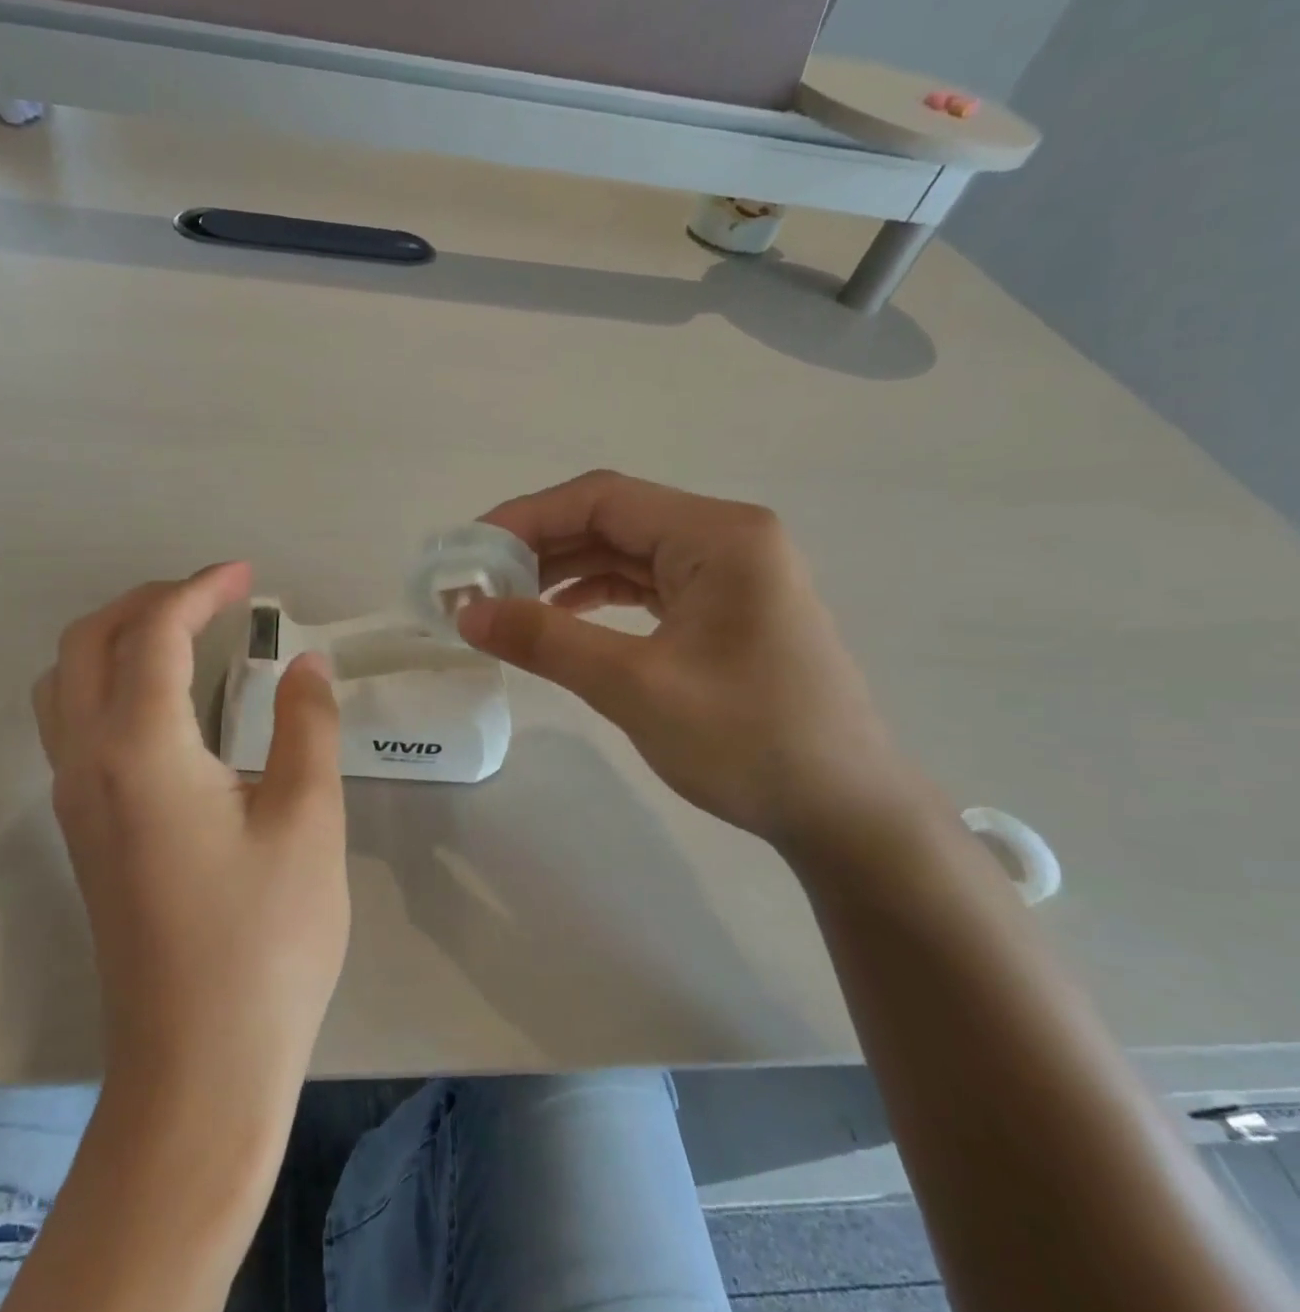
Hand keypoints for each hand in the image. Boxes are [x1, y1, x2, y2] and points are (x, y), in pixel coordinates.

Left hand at [33, 562, 347, 1107]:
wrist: (199, 1065)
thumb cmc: (265, 941)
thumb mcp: (308, 820)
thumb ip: (307, 725)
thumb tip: (304, 662)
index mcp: (141, 749)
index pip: (156, 634)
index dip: (201, 590)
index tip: (247, 576)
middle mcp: (88, 762)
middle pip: (88, 642)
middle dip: (148, 601)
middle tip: (214, 598)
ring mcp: (74, 800)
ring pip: (65, 682)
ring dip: (117, 639)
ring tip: (184, 637)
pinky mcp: (82, 832)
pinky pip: (72, 723)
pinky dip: (108, 682)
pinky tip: (166, 705)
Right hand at [458, 471, 934, 849]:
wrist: (845, 812)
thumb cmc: (749, 742)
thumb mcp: (635, 687)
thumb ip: (546, 641)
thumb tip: (466, 612)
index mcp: (719, 536)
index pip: (602, 499)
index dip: (526, 517)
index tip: (469, 551)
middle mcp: (727, 539)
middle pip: (612, 519)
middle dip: (539, 546)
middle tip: (477, 581)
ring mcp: (729, 574)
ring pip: (625, 552)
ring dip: (563, 570)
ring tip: (506, 600)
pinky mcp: (724, 609)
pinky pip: (645, 584)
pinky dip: (596, 595)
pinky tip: (559, 616)